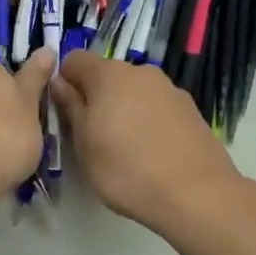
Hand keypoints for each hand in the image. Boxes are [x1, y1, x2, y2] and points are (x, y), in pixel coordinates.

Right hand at [52, 51, 242, 232]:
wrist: (196, 194)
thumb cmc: (126, 169)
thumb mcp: (84, 144)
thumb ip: (70, 107)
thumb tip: (59, 82)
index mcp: (109, 75)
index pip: (74, 60)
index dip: (64, 81)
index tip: (64, 111)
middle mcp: (140, 72)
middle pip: (106, 75)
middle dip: (95, 97)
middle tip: (92, 135)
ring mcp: (170, 89)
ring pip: (134, 91)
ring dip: (123, 109)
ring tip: (125, 148)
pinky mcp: (190, 109)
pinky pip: (157, 107)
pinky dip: (148, 120)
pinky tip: (152, 152)